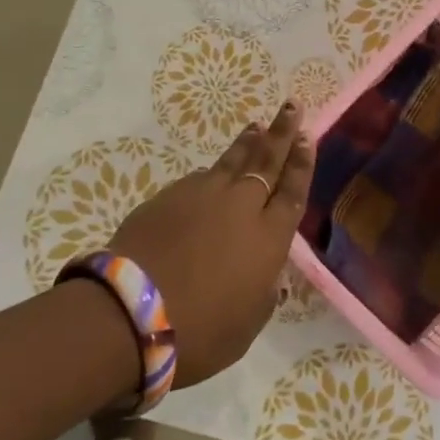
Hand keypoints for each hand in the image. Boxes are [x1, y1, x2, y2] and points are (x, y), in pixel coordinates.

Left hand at [109, 100, 313, 386]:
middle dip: (282, 133)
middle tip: (291, 107)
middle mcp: (241, 206)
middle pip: (267, 160)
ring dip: (248, 142)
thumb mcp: (247, 323)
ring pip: (232, 161)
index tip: (307, 136)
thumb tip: (266, 272)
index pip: (292, 190)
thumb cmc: (200, 332)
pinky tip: (213, 173)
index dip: (301, 163)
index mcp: (269, 238)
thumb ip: (262, 291)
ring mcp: (202, 196)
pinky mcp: (168, 196)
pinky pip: (200, 178)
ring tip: (257, 125)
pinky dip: (213, 172)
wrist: (132, 313)